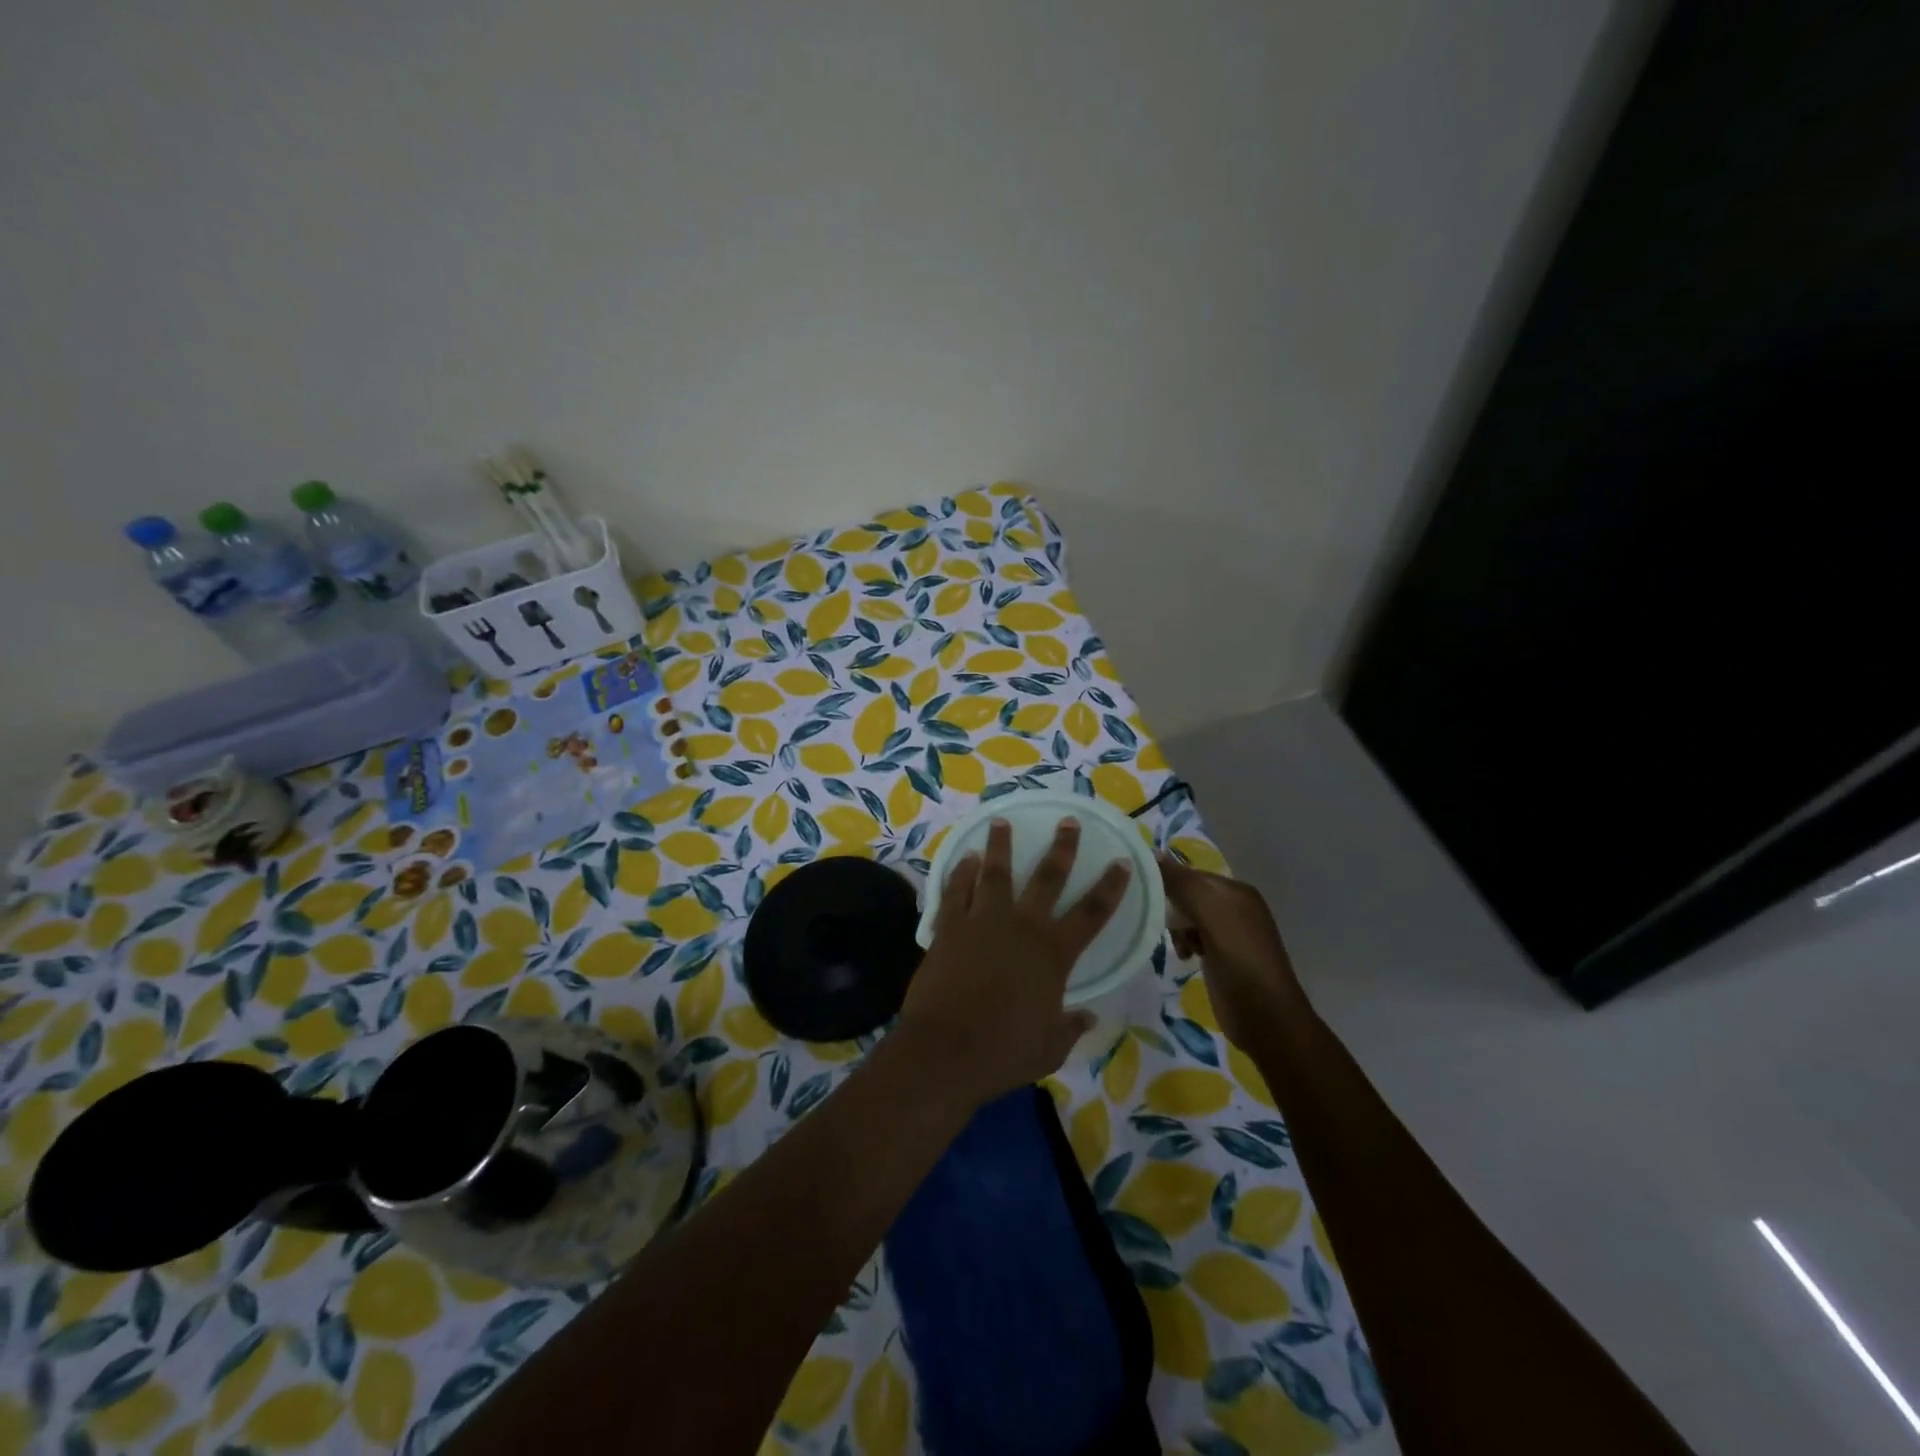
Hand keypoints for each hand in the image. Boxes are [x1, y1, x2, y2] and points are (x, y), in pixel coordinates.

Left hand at [898, 818, 1131, 1107]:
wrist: (945, 1050)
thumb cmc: (1004, 1052)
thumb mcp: (1049, 1048)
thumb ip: (1070, 1027)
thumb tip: (1088, 1017)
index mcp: (1054, 953)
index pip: (1093, 912)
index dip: (1111, 885)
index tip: (1122, 861)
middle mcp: (1022, 926)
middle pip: (1047, 877)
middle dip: (1061, 847)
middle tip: (1068, 821)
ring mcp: (982, 921)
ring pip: (995, 872)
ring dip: (1000, 845)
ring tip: (1001, 821)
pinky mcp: (949, 927)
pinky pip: (956, 890)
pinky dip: (961, 872)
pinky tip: (966, 858)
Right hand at [1159, 854, 1304, 1049]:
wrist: (1266, 1018)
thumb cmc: (1240, 961)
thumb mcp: (1211, 916)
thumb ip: (1183, 884)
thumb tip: (1153, 853)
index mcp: (1236, 891)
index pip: (1190, 874)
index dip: (1167, 881)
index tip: (1142, 895)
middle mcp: (1235, 907)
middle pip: (1188, 895)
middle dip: (1172, 907)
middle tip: (1160, 924)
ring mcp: (1230, 933)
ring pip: (1188, 917)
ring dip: (1177, 928)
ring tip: (1178, 945)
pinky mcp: (1222, 956)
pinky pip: (1194, 937)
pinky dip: (1185, 943)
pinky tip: (1184, 956)